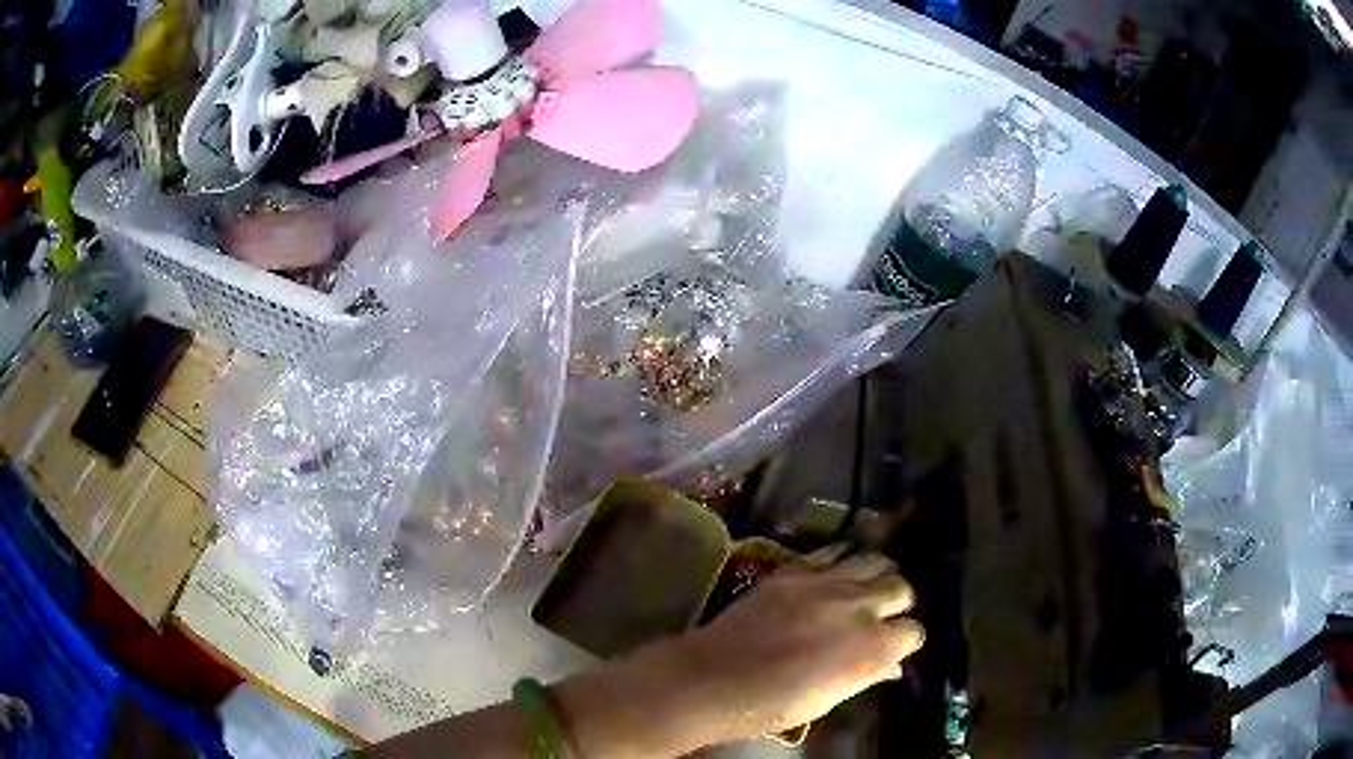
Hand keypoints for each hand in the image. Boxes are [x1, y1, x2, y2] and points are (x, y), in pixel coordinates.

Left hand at [668, 553, 924, 739]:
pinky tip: (838, 572)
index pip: (914, 631)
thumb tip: (893, 666)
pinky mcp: (796, 568)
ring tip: (868, 586)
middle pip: (901, 587)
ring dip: (878, 573)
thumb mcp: (829, 699)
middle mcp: (860, 607)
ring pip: (875, 560)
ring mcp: (828, 582)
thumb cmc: (774, 705)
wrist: (715, 679)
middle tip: (883, 614)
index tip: (896, 645)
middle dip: (899, 601)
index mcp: (874, 647)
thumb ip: (867, 675)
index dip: (906, 640)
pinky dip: (845, 559)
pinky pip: (835, 550)